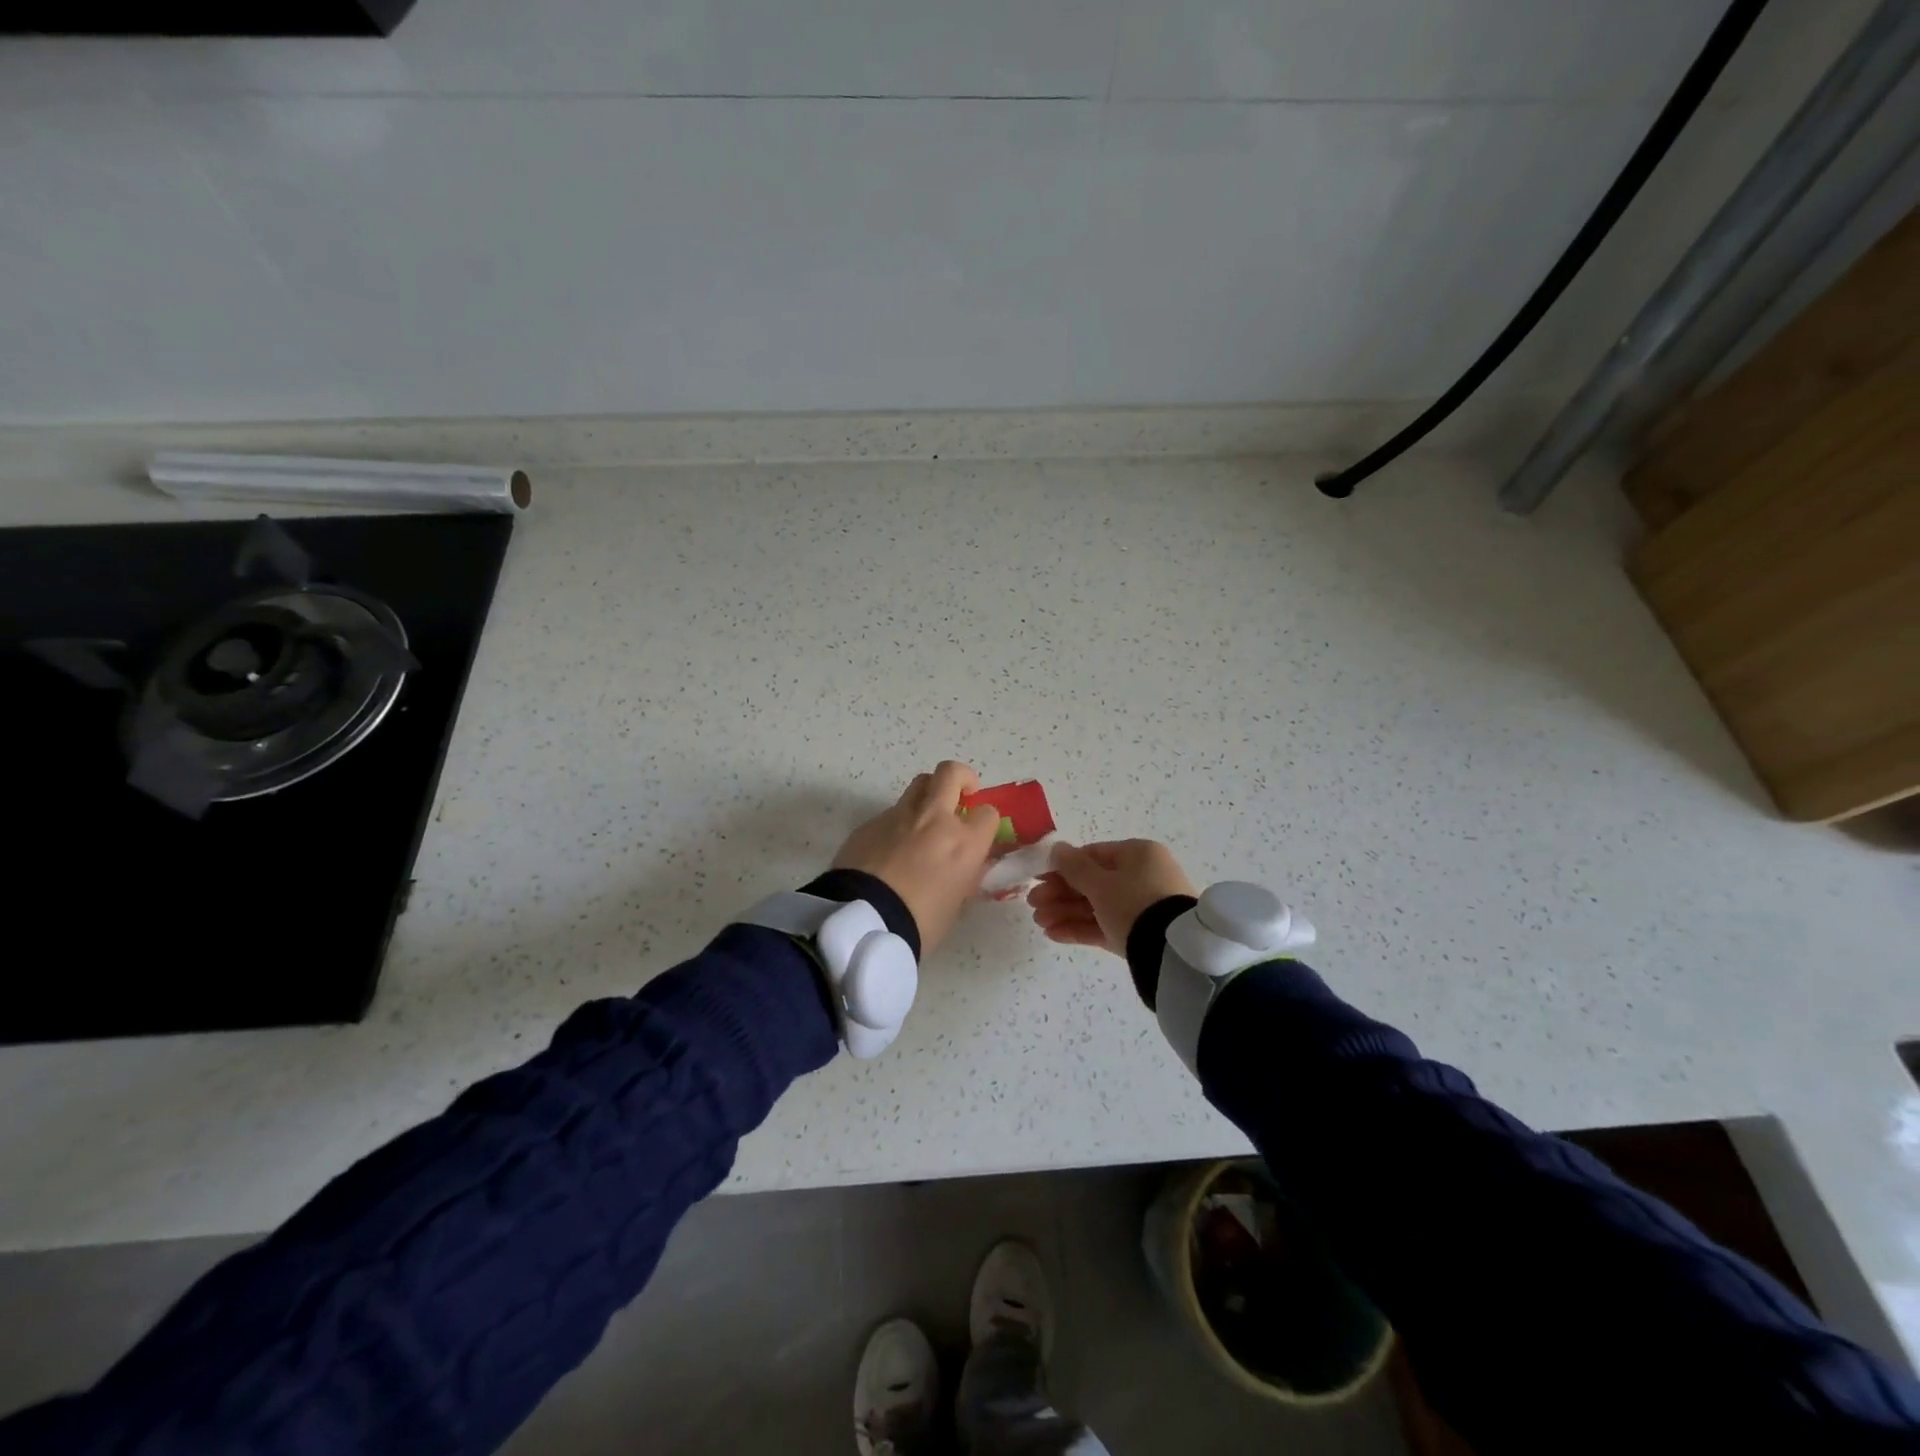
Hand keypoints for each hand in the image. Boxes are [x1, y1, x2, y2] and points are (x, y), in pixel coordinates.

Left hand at [833, 761, 1003, 956]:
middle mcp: (934, 819)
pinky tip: (889, 850)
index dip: (985, 822)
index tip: (980, 832)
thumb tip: (967, 868)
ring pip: (919, 785)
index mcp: (964, 842)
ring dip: (928, 795)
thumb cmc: (919, 923)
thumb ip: (965, 877)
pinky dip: (898, 824)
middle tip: (961, 795)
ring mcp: (899, 816)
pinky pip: (891, 813)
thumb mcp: (955, 905)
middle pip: (951, 774)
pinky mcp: (870, 823)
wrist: (862, 921)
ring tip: (924, 820)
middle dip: (961, 778)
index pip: (988, 813)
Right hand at [1027, 839, 1196, 955]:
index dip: (1063, 866)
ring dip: (1065, 912)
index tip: (1038, 878)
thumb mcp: (1101, 883)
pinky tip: (1054, 934)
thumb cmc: (1134, 903)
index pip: (1093, 855)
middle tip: (1032, 904)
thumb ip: (1074, 867)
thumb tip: (1057, 848)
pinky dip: (1080, 928)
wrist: (1172, 952)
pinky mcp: (1138, 934)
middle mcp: (1142, 877)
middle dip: (1060, 893)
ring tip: (1039, 922)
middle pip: (1092, 882)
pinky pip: (1105, 926)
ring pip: (1096, 906)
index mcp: (1138, 855)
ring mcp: (1141, 908)